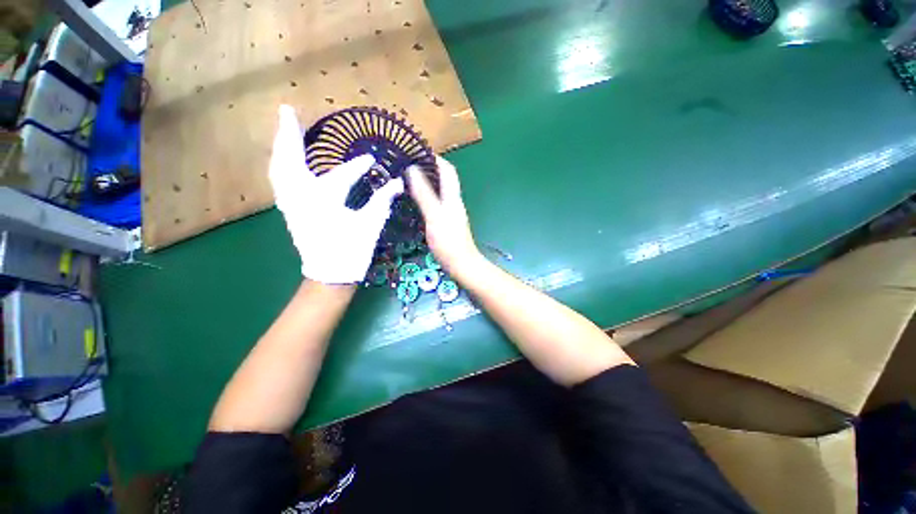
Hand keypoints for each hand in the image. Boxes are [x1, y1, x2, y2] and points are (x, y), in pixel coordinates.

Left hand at [269, 105, 402, 283]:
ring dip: (281, 148)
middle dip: (289, 136)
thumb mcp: (370, 225)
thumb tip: (398, 183)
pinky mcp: (289, 211)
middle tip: (287, 113)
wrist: (330, 275)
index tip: (371, 159)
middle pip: (289, 160)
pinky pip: (280, 182)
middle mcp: (300, 197)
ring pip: (278, 169)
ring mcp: (290, 204)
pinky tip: (285, 162)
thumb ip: (383, 201)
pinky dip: (281, 166)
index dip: (358, 166)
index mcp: (324, 200)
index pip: (342, 176)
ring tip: (284, 131)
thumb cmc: (351, 251)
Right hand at [408, 156, 482, 278]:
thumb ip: (424, 194)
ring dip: (427, 182)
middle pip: (444, 179)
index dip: (435, 158)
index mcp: (452, 197)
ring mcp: (451, 213)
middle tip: (407, 164)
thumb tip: (412, 170)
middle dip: (429, 168)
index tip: (417, 151)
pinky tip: (415, 201)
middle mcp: (454, 201)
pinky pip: (437, 203)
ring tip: (407, 179)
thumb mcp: (434, 216)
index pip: (448, 170)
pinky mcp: (447, 222)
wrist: (462, 265)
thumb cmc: (448, 241)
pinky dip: (427, 196)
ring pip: (440, 191)